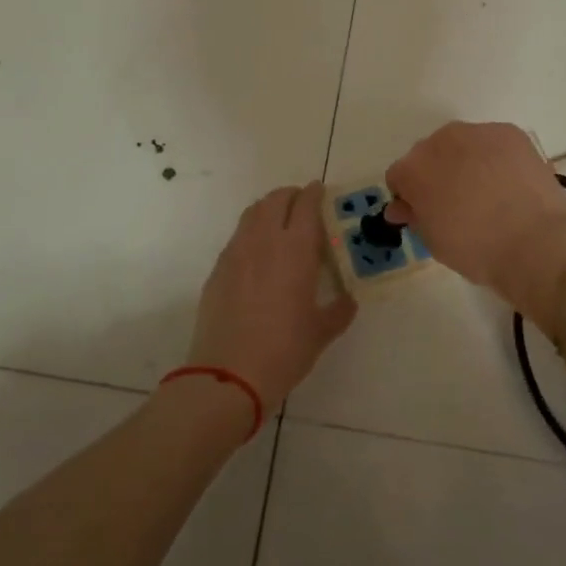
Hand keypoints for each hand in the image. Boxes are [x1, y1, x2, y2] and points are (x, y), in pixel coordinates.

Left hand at [189, 182, 356, 410]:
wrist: (228, 374)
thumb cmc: (284, 351)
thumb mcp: (321, 332)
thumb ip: (339, 310)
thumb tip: (348, 300)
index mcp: (295, 250)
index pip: (305, 205)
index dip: (314, 194)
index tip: (320, 191)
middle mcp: (264, 241)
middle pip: (275, 200)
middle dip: (290, 195)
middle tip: (302, 204)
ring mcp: (236, 253)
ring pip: (252, 213)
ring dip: (268, 208)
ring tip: (279, 220)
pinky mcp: (218, 269)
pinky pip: (237, 236)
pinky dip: (251, 231)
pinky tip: (258, 252)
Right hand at [385, 122, 565, 323]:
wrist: (535, 243)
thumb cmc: (475, 249)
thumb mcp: (433, 240)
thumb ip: (414, 216)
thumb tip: (403, 206)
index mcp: (413, 169)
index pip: (399, 177)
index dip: (409, 197)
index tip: (424, 214)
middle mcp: (439, 141)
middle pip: (429, 154)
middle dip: (436, 174)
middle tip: (456, 203)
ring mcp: (477, 132)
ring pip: (461, 144)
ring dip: (465, 161)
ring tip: (487, 192)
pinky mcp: (509, 132)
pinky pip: (491, 142)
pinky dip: (494, 157)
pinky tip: (508, 182)